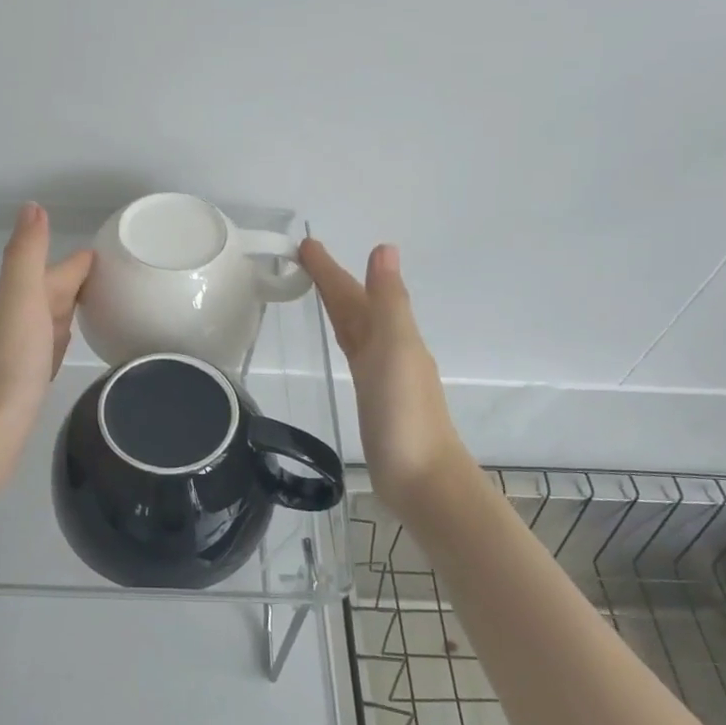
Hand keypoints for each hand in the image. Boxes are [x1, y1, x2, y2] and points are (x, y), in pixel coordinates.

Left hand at [0, 203, 93, 491]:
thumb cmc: (6, 369)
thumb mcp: (19, 302)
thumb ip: (26, 256)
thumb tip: (33, 204)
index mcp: (16, 299)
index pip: (56, 270)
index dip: (81, 260)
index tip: (114, 251)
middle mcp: (14, 321)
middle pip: (51, 292)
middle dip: (79, 280)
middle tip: (119, 276)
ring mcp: (17, 353)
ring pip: (49, 319)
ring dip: (70, 308)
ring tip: (102, 303)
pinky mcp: (23, 381)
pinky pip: (48, 348)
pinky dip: (61, 339)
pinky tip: (68, 345)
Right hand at [300, 239, 468, 505]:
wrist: (422, 480)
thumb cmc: (405, 415)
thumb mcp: (396, 349)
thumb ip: (389, 302)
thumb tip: (385, 248)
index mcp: (392, 334)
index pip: (354, 293)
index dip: (331, 270)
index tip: (305, 244)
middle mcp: (389, 349)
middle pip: (356, 307)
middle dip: (333, 282)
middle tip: (303, 259)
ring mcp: (382, 376)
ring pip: (356, 329)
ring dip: (340, 307)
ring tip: (318, 292)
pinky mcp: (374, 401)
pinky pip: (355, 355)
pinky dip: (346, 339)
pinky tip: (344, 345)